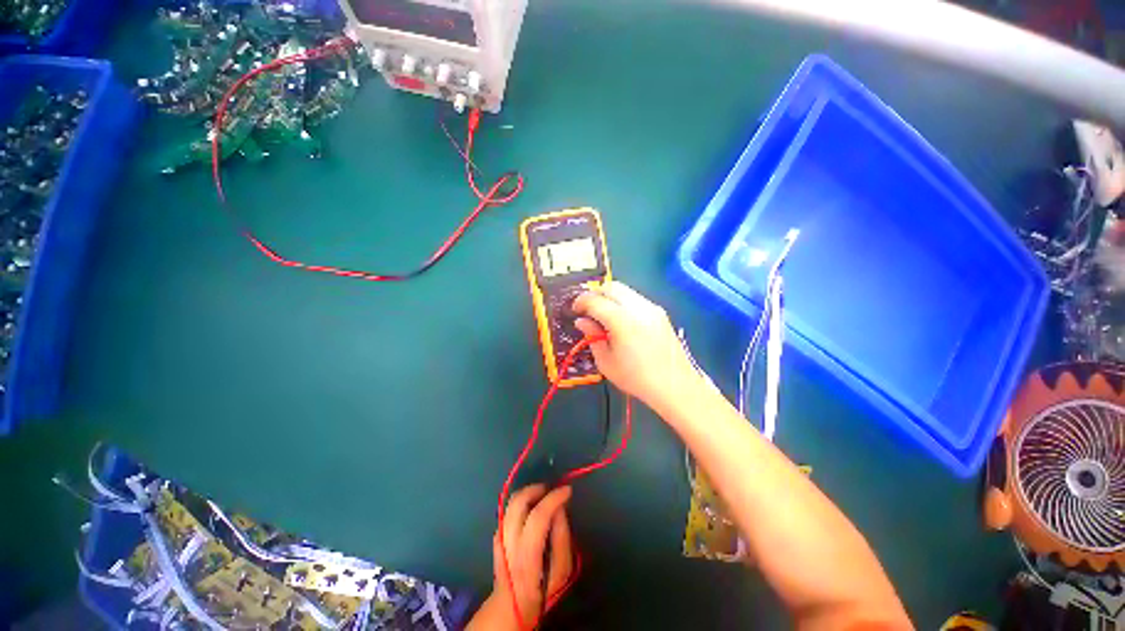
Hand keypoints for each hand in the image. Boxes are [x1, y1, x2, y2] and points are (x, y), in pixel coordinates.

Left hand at [469, 485, 574, 630]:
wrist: (510, 608)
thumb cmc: (541, 592)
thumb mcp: (561, 572)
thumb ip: (562, 539)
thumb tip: (560, 509)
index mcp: (527, 556)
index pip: (538, 516)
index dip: (554, 499)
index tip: (567, 490)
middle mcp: (509, 543)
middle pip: (518, 502)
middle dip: (537, 489)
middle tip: (551, 490)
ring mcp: (499, 537)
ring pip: (511, 502)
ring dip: (528, 492)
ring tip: (543, 495)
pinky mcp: (496, 534)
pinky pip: (509, 509)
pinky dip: (522, 501)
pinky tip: (532, 507)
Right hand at [573, 281, 702, 414]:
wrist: (675, 386)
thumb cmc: (636, 378)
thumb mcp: (606, 362)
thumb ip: (593, 336)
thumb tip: (582, 321)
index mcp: (622, 321)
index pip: (595, 300)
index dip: (581, 302)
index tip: (574, 310)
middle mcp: (638, 308)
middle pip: (611, 287)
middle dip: (595, 294)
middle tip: (587, 309)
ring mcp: (652, 308)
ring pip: (625, 290)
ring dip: (609, 297)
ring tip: (603, 314)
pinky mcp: (660, 312)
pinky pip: (636, 298)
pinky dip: (622, 302)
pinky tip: (621, 320)